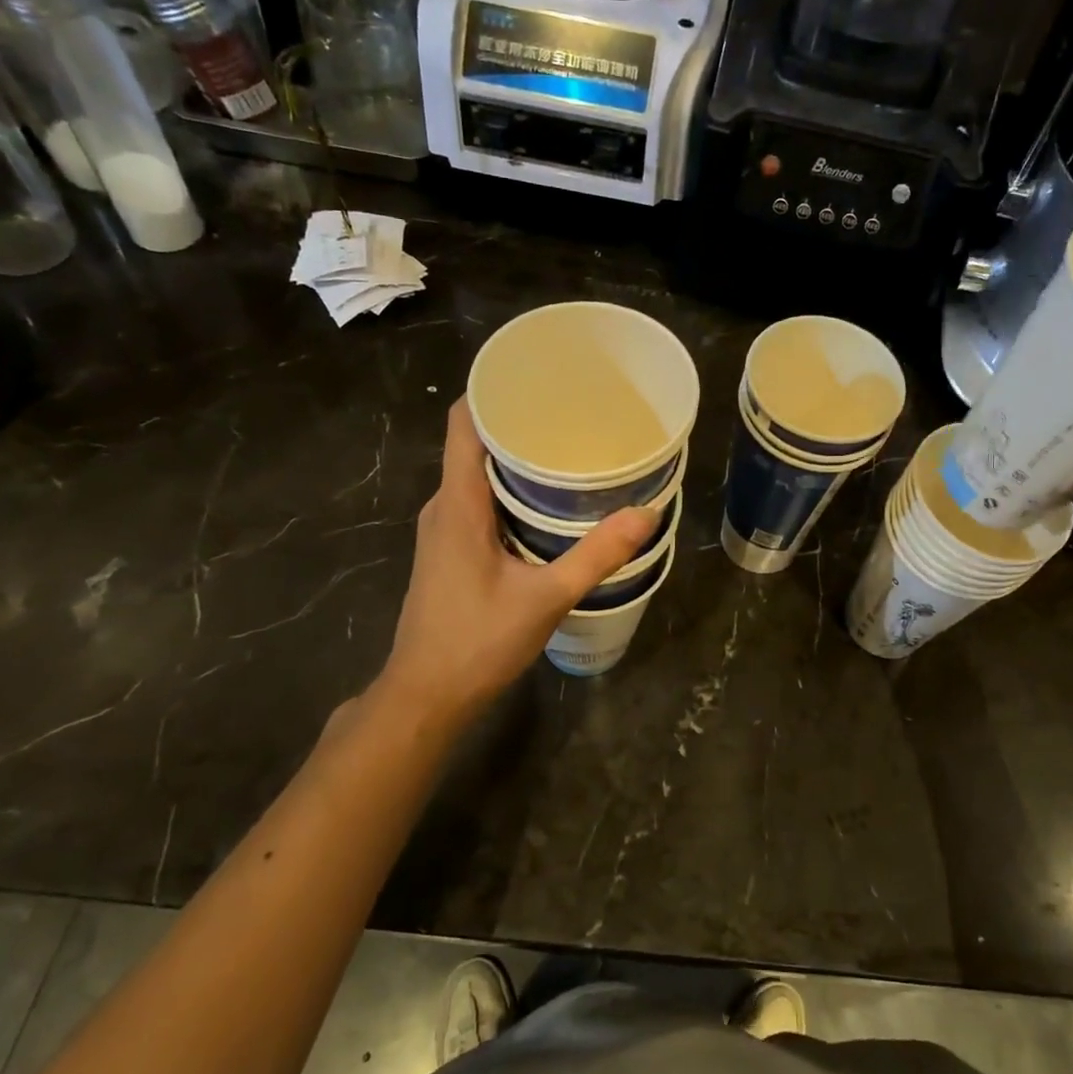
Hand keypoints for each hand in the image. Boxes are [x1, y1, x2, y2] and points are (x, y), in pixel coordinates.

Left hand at [367, 399, 655, 728]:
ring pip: (477, 475)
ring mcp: (444, 530)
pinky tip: (547, 502)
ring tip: (567, 449)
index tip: (537, 377)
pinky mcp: (450, 550)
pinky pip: (479, 501)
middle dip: (519, 422)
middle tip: (572, 412)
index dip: (493, 390)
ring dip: (516, 459)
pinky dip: (510, 490)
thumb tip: (646, 513)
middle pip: (475, 443)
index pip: (464, 422)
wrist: (426, 696)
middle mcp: (444, 506)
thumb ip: (596, 555)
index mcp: (458, 503)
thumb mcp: (546, 598)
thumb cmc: (477, 642)